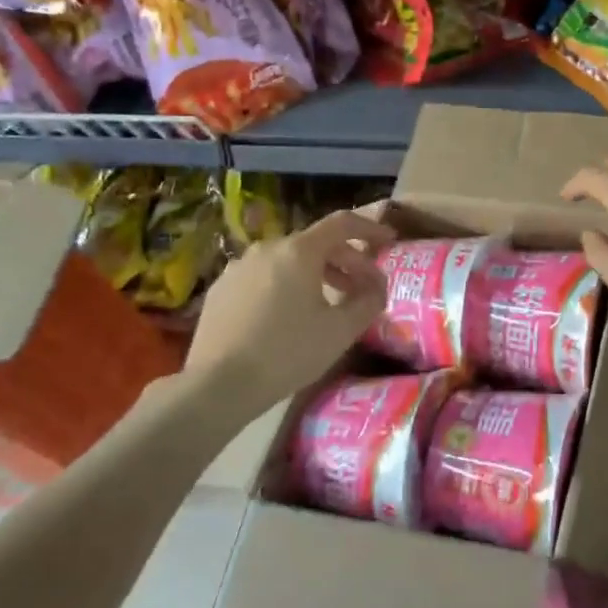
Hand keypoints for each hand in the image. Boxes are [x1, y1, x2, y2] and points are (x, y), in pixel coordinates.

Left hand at [185, 209, 395, 412]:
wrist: (218, 384)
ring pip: (287, 261)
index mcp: (299, 251)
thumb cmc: (288, 353)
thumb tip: (377, 287)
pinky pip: (263, 277)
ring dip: (315, 274)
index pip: (342, 224)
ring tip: (329, 301)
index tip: (389, 239)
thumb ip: (368, 301)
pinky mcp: (221, 289)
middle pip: (315, 243)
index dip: (370, 228)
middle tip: (363, 285)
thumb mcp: (341, 331)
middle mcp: (267, 248)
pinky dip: (285, 285)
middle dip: (346, 260)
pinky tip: (289, 314)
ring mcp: (239, 267)